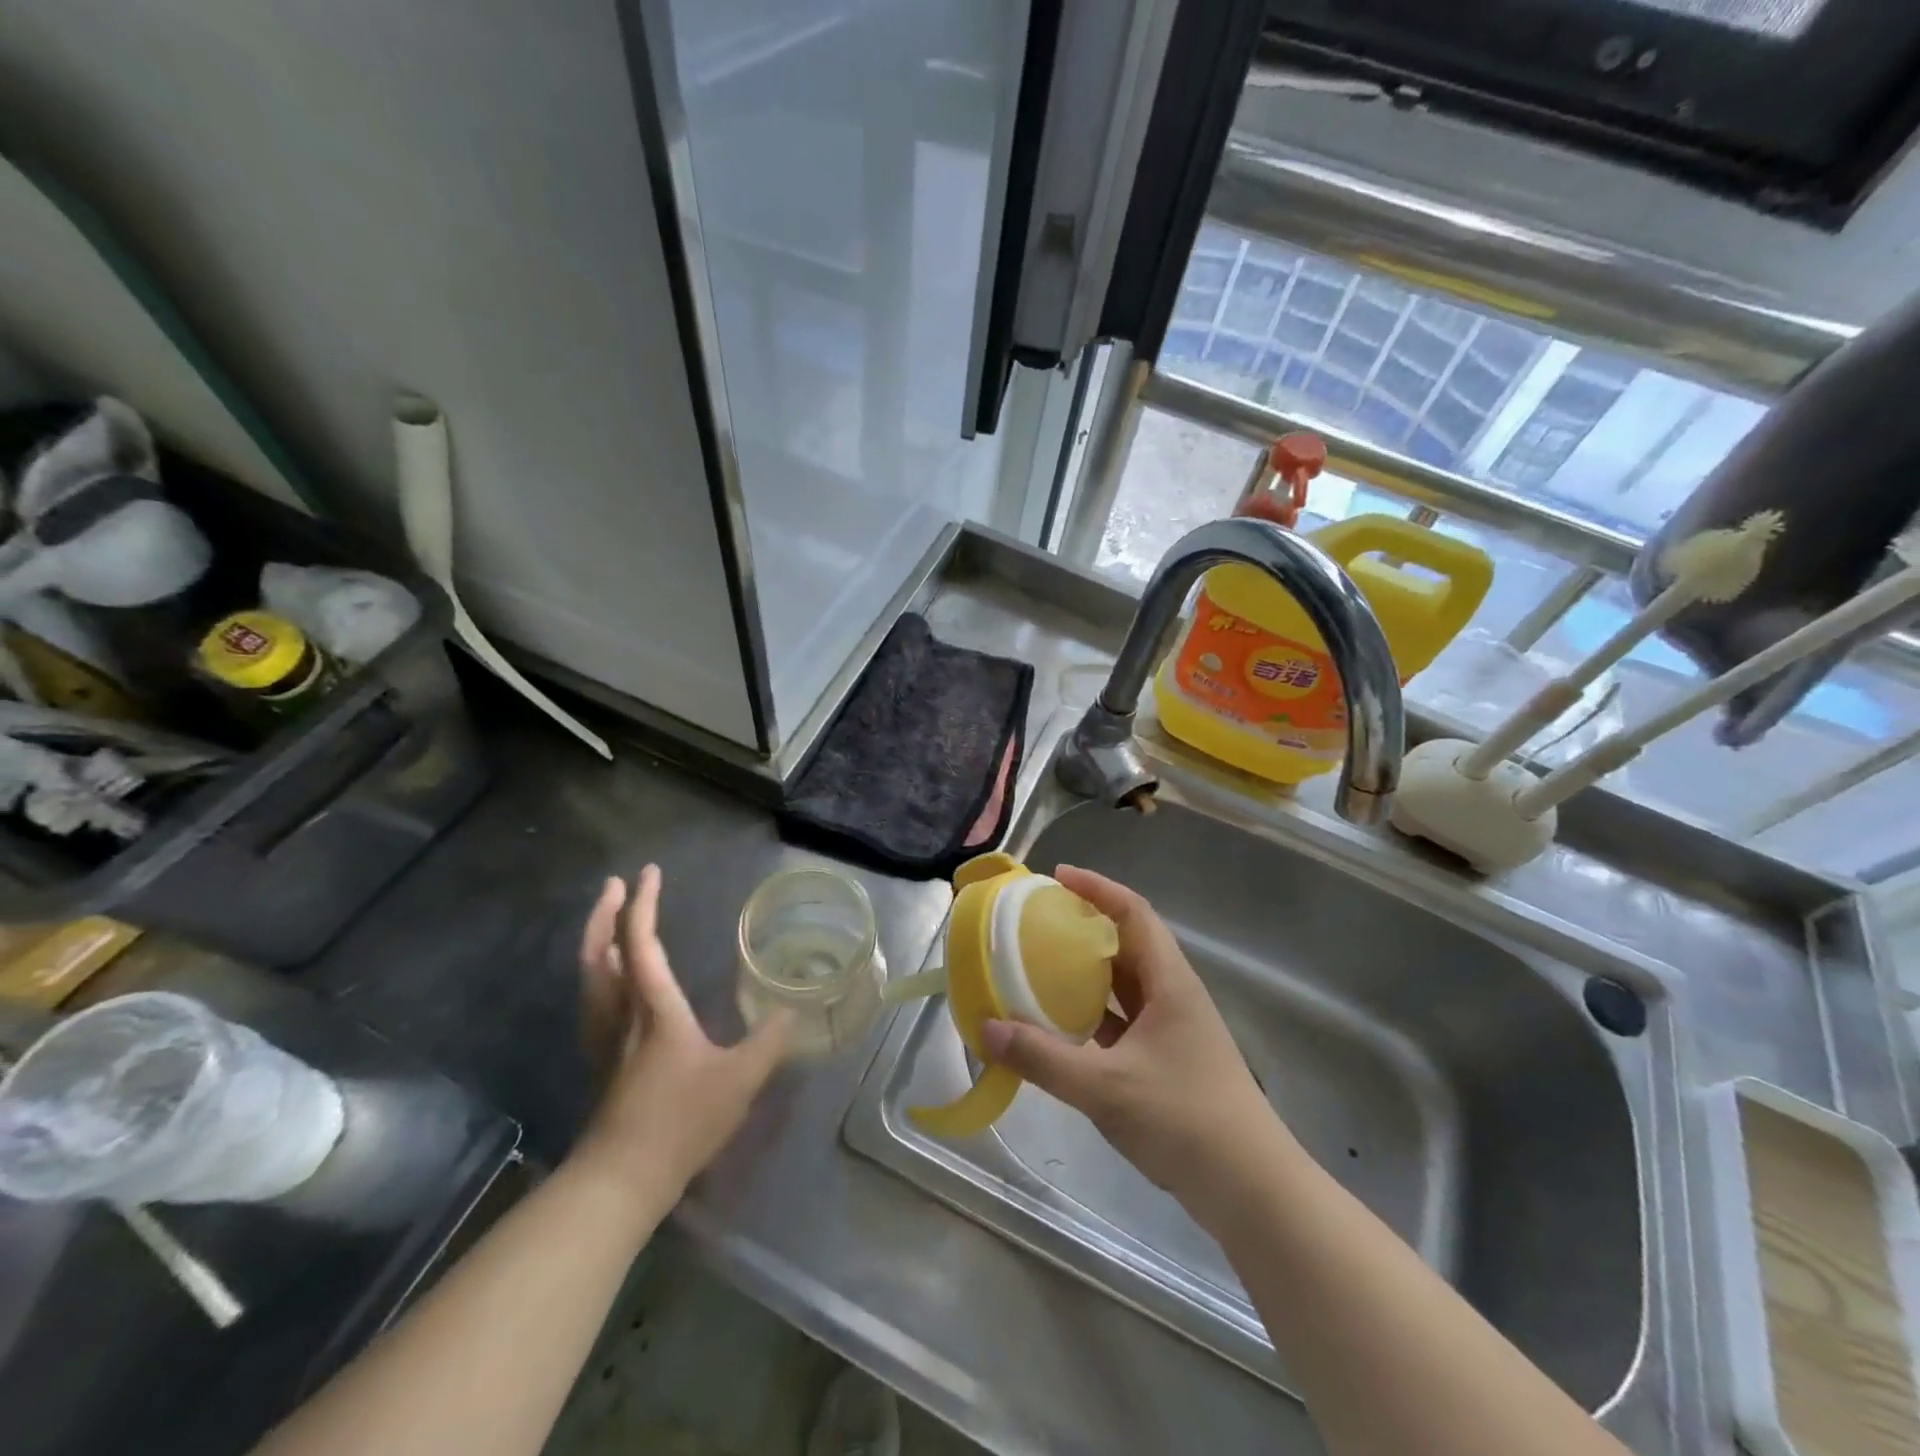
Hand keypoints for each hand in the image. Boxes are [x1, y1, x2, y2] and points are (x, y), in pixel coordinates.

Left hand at [572, 865, 791, 1199]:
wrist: (621, 1181)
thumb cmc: (681, 1122)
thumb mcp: (740, 1080)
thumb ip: (769, 1041)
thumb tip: (792, 1009)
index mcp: (654, 1009)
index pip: (642, 943)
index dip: (644, 904)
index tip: (649, 872)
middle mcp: (622, 1014)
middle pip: (601, 953)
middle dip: (606, 914)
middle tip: (615, 884)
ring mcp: (605, 1039)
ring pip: (591, 977)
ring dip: (596, 940)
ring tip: (609, 920)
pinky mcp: (602, 1062)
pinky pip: (594, 1000)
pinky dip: (598, 973)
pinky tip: (610, 982)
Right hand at [979, 866, 1285, 1210]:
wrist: (1251, 1190)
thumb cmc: (1185, 1120)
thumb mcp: (1106, 1087)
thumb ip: (1043, 1058)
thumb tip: (987, 1029)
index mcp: (1170, 982)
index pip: (1133, 913)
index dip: (1097, 888)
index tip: (1057, 877)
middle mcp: (1174, 995)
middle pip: (1128, 943)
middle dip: (1085, 926)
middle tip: (1038, 922)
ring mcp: (1173, 1029)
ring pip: (1125, 983)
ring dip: (1088, 971)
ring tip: (1040, 966)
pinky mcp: (1167, 1060)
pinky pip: (1123, 1019)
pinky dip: (1093, 1013)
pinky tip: (1062, 1025)